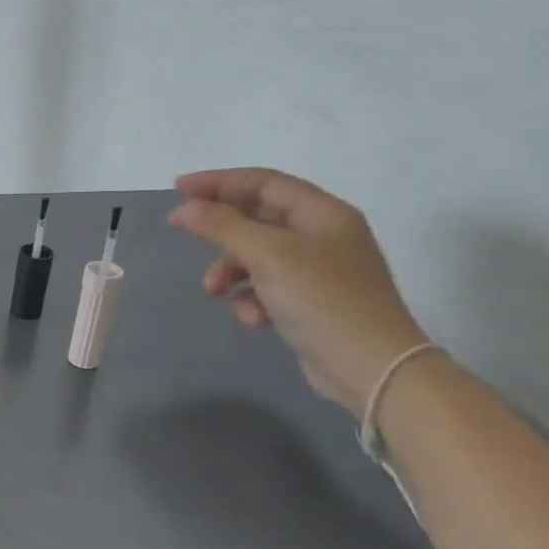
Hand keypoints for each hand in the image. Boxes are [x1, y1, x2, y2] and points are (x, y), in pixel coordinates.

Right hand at [168, 169, 430, 417]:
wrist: (371, 366)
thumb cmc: (323, 300)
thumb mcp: (268, 255)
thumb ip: (223, 226)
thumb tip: (184, 208)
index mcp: (323, 214)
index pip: (264, 183)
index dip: (219, 182)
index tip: (177, 189)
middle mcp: (322, 235)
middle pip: (257, 218)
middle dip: (220, 230)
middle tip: (182, 231)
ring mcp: (317, 270)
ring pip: (256, 255)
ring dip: (229, 270)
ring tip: (214, 292)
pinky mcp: (309, 301)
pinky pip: (266, 287)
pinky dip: (251, 298)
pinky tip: (253, 318)